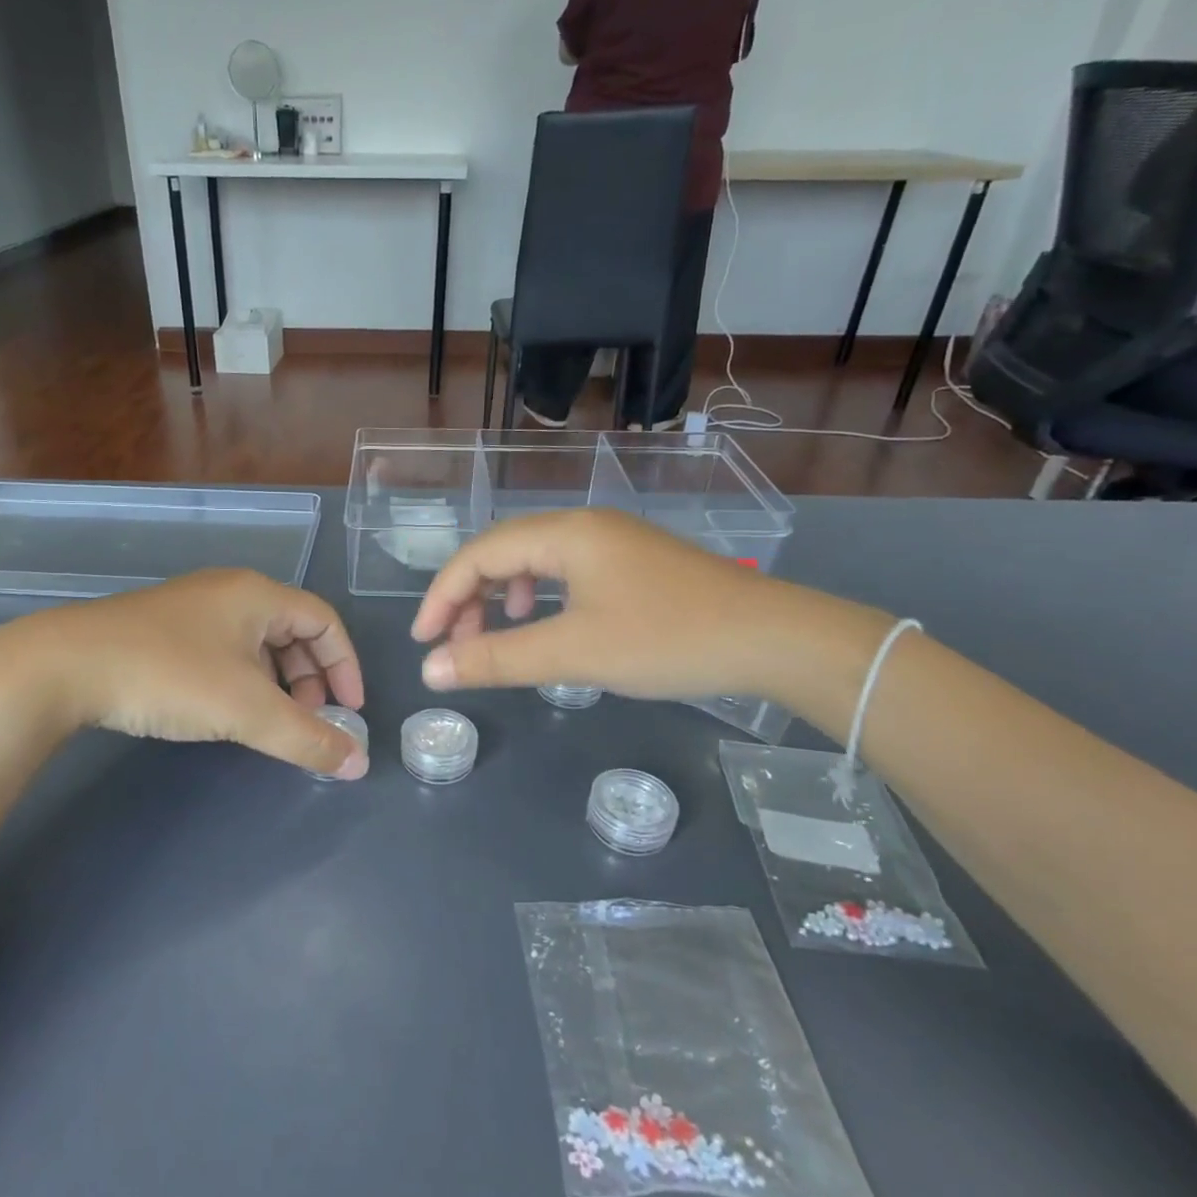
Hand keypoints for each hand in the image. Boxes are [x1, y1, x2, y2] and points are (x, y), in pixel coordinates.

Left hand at [0, 570, 368, 778]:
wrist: (64, 667)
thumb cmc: (170, 676)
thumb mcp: (247, 710)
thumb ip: (307, 738)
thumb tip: (358, 764)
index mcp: (257, 594)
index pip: (324, 622)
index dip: (346, 665)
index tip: (349, 710)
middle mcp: (229, 591)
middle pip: (292, 631)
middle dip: (310, 679)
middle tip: (306, 720)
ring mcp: (192, 608)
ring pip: (256, 643)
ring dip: (276, 682)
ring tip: (269, 721)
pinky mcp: (163, 629)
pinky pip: (224, 650)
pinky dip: (242, 680)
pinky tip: (226, 709)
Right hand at [410, 509, 824, 701]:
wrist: (772, 638)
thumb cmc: (666, 639)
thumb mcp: (573, 652)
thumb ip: (496, 659)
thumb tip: (431, 671)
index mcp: (564, 533)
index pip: (478, 554)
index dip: (443, 597)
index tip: (425, 643)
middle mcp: (583, 525)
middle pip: (502, 551)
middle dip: (469, 596)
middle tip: (455, 644)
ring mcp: (611, 541)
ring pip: (533, 560)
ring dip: (501, 595)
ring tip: (496, 632)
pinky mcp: (631, 563)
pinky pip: (564, 571)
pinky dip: (538, 595)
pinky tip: (545, 620)